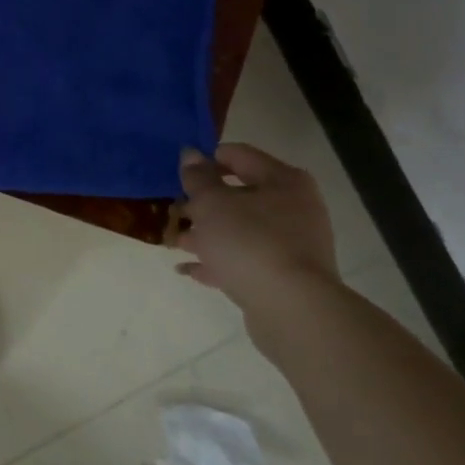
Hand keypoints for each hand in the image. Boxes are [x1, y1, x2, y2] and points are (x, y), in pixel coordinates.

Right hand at [166, 143, 337, 315]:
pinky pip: (243, 260)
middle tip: (172, 211)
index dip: (205, 160)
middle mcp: (293, 208)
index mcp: (282, 181)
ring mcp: (291, 245)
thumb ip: (197, 177)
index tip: (177, 174)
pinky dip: (217, 261)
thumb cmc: (249, 242)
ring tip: (172, 242)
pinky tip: (186, 268)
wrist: (291, 310)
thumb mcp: (212, 203)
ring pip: (239, 230)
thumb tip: (190, 154)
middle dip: (201, 204)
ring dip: (205, 234)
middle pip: (238, 195)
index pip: (238, 155)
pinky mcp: (283, 276)